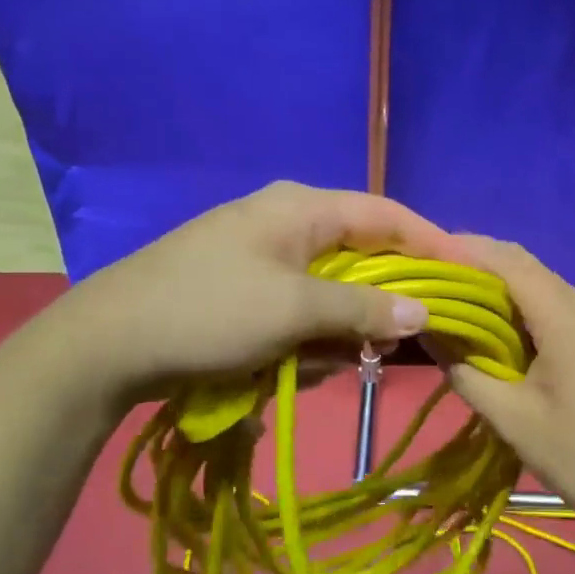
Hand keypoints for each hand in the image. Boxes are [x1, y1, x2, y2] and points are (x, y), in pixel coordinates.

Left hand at [58, 181, 460, 399]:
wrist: (106, 343)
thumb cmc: (208, 311)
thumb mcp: (294, 309)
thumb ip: (363, 307)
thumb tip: (424, 311)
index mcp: (302, 206)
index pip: (388, 214)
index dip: (432, 243)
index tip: (468, 277)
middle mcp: (287, 220)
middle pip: (361, 254)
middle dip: (379, 301)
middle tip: (400, 342)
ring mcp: (262, 254)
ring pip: (330, 288)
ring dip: (339, 328)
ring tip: (327, 363)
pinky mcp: (244, 288)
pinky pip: (298, 308)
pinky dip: (305, 336)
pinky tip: (287, 367)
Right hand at [444, 237, 574, 535]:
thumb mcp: (513, 419)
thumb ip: (467, 371)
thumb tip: (430, 333)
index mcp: (567, 317)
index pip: (508, 261)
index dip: (465, 250)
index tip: (424, 255)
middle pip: (526, 268)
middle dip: (477, 268)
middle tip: (432, 282)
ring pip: (542, 288)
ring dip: (500, 291)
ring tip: (455, 305)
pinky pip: (558, 309)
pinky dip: (523, 311)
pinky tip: (498, 332)